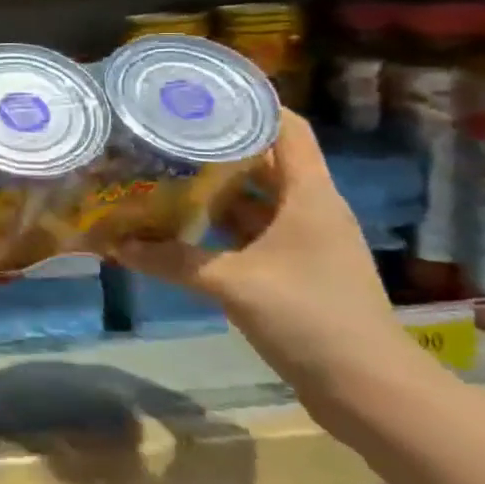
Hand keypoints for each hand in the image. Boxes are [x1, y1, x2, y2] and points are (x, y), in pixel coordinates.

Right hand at [114, 110, 406, 389]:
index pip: (288, 129)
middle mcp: (310, 210)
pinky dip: (219, 227)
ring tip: (163, 172)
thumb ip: (173, 261)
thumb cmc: (310, 318)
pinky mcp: (294, 271)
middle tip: (166, 134)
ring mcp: (303, 242)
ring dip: (214, 189)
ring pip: (255, 200)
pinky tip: (182, 226)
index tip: (204, 93)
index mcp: (310, 196)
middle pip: (264, 162)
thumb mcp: (233, 284)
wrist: (367, 390)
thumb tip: (116, 246)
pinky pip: (251, 233)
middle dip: (217, 147)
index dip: (253, 104)